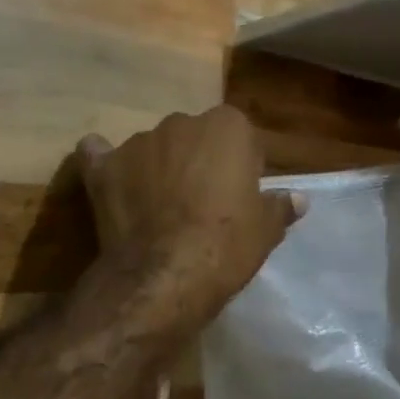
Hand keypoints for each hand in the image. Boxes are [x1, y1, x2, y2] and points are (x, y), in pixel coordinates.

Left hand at [76, 106, 303, 320]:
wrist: (164, 276)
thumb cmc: (226, 245)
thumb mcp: (265, 230)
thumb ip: (280, 207)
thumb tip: (299, 199)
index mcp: (227, 126)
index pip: (239, 135)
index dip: (239, 165)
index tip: (238, 194)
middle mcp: (182, 122)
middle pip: (193, 137)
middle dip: (197, 161)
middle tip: (201, 202)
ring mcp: (138, 142)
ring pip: (153, 148)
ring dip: (157, 167)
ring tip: (157, 209)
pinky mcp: (104, 166)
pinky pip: (100, 155)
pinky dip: (105, 164)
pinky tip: (108, 181)